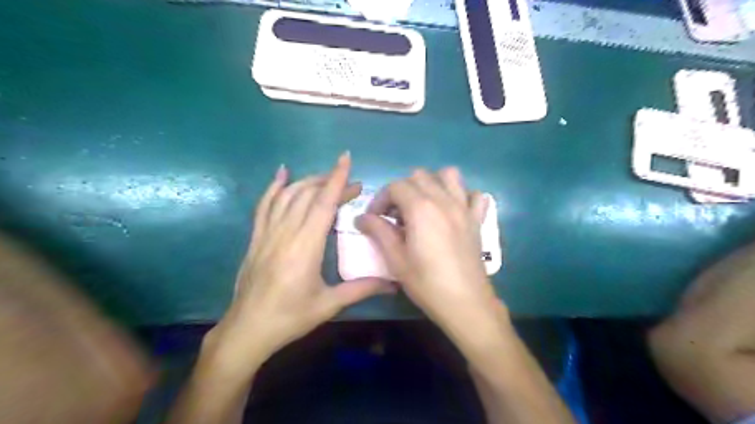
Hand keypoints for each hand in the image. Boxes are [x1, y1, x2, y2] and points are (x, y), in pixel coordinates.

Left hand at [208, 152, 395, 367]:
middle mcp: (285, 233)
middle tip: (352, 184)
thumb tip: (393, 283)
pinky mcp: (256, 238)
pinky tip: (282, 174)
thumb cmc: (290, 317)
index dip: (336, 180)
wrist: (248, 329)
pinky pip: (264, 205)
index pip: (323, 204)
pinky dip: (274, 187)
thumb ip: (361, 289)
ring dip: (308, 182)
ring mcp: (267, 233)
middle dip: (330, 182)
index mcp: (305, 247)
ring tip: (327, 179)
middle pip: (308, 195)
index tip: (346, 160)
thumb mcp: (329, 305)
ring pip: (288, 196)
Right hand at [356, 170, 506, 347]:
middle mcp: (444, 200)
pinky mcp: (477, 220)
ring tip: (423, 205)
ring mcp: (464, 208)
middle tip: (395, 215)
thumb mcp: (396, 260)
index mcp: (421, 208)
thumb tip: (361, 218)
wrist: (465, 303)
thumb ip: (378, 232)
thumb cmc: (427, 283)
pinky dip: (463, 196)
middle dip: (402, 190)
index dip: (380, 199)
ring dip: (432, 183)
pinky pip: (474, 195)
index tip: (374, 218)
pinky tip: (453, 211)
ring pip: (449, 175)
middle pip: (419, 176)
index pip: (395, 186)